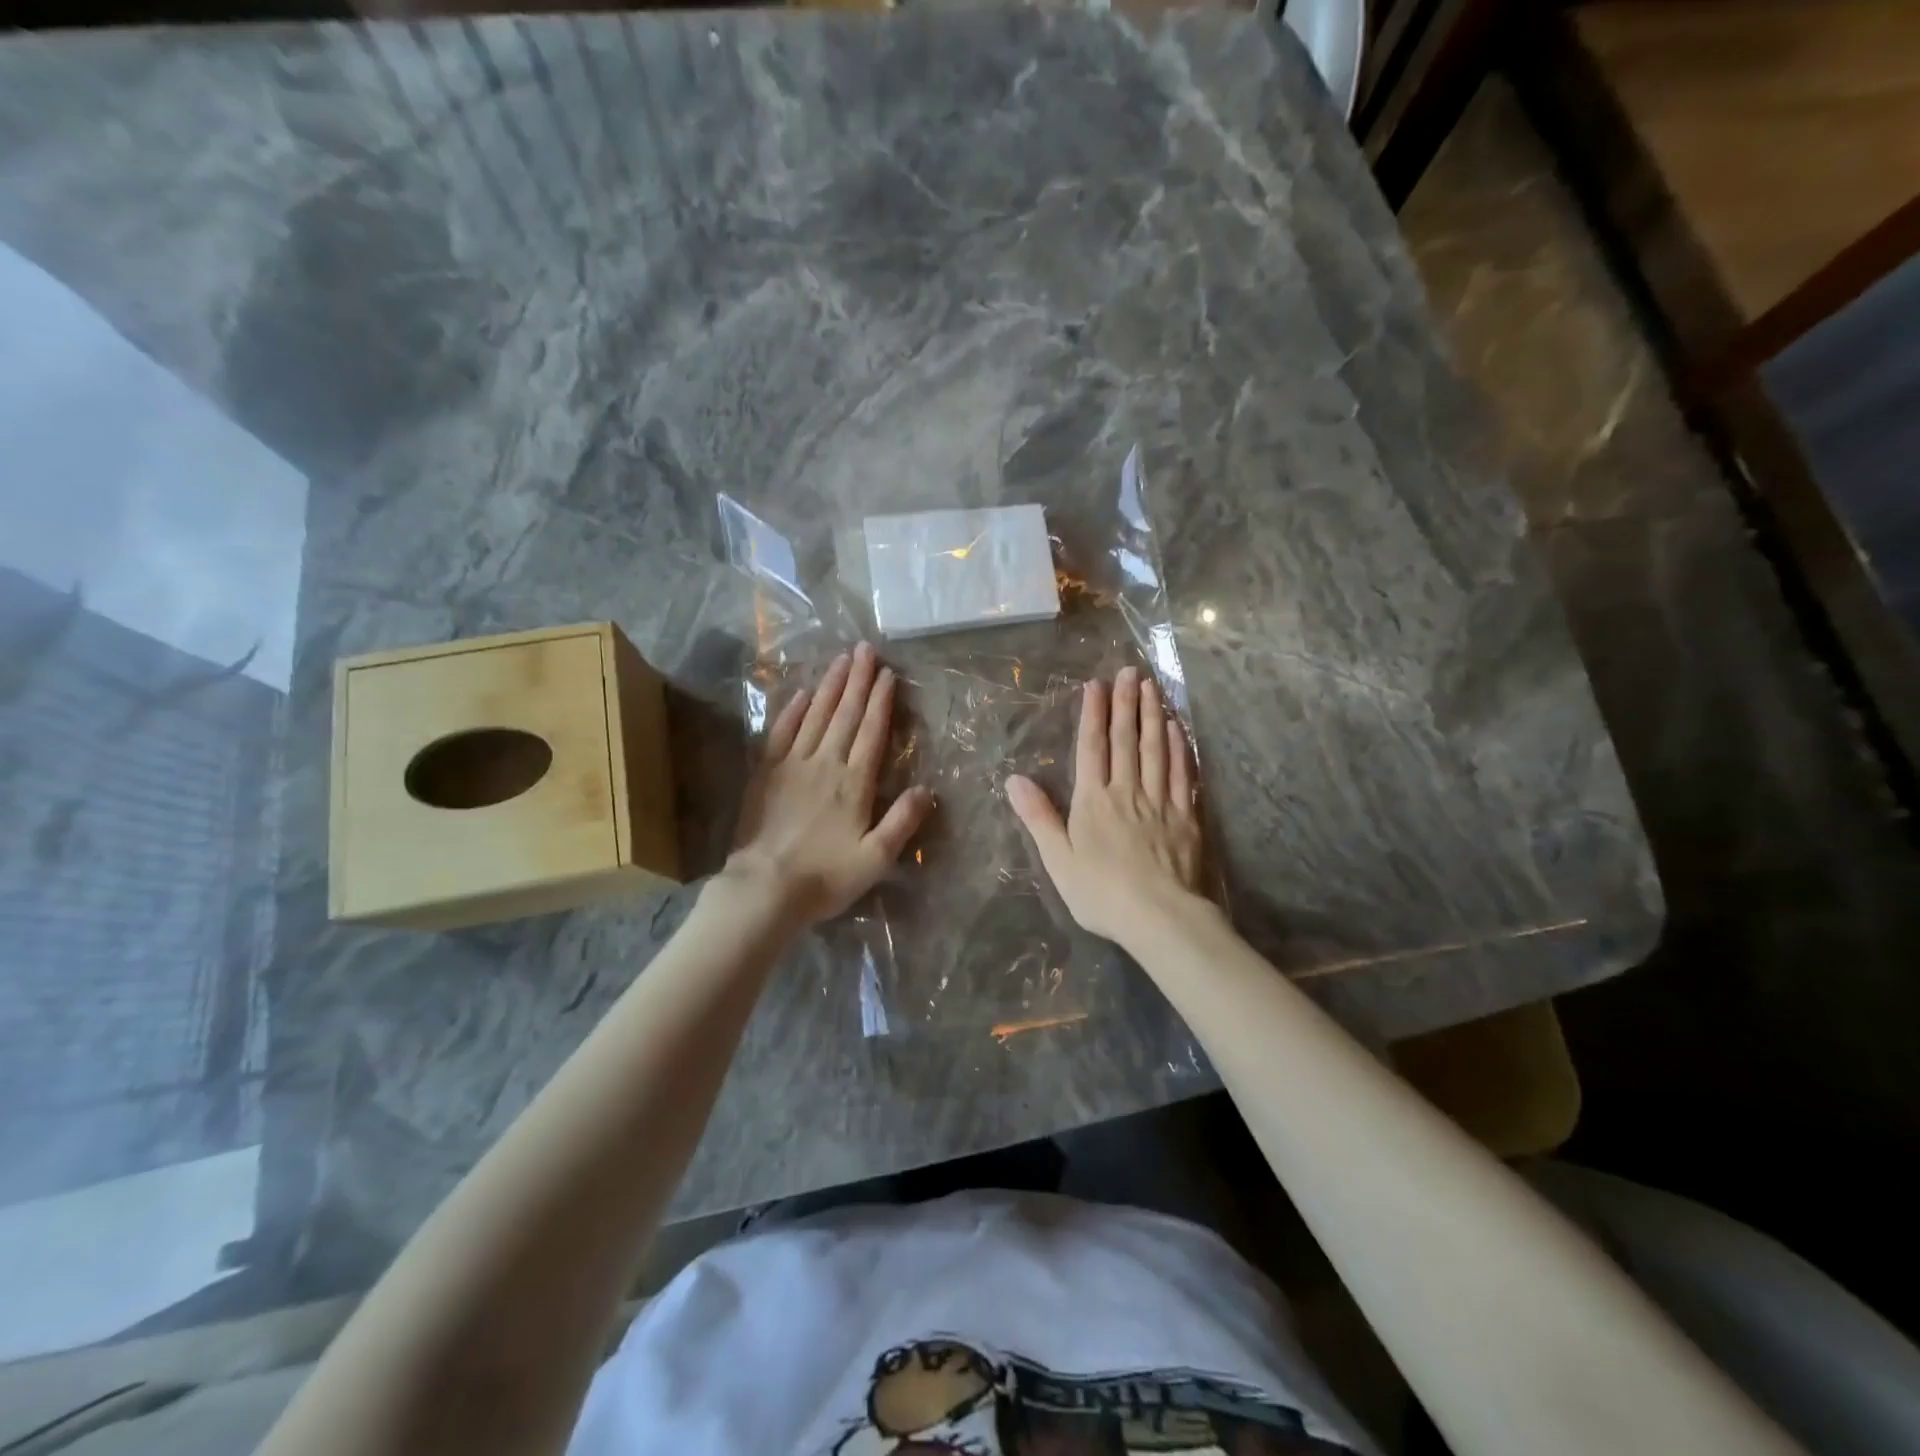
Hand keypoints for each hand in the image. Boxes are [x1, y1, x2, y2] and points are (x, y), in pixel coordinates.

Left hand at [725, 643, 934, 925]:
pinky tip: (802, 694)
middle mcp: (826, 765)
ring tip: (841, 660)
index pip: (871, 732)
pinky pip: (781, 733)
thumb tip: (927, 789)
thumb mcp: (876, 858)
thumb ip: (902, 822)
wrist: (764, 888)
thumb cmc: (825, 877)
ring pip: (816, 716)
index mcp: (855, 783)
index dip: (881, 701)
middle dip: (858, 681)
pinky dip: (793, 711)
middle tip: (865, 649)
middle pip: (845, 715)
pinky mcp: (766, 774)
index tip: (887, 674)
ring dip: (830, 687)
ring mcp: (793, 766)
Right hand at [1005, 666, 1205, 950]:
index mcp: (1093, 800)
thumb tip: (1014, 779)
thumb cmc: (1100, 892)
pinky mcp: (1186, 817)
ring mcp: (1160, 802)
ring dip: (1153, 716)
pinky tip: (1178, 730)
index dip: (1094, 714)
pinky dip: (1179, 749)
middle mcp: (1127, 791)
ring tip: (1153, 688)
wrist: (1158, 917)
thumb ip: (1038, 816)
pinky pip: (1183, 774)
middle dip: (1127, 704)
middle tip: (1130, 671)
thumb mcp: (1057, 859)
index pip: (1092, 747)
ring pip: (1156, 750)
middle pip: (1126, 740)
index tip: (1096, 685)